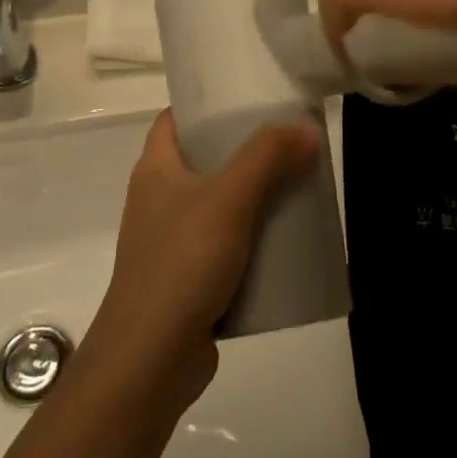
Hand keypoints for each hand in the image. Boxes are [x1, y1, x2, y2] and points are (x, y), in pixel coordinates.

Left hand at [86, 111, 319, 413]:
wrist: (150, 360)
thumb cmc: (181, 262)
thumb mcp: (229, 198)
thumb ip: (268, 157)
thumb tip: (306, 129)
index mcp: (155, 169)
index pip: (175, 118)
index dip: (207, 104)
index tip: (250, 97)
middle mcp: (158, 200)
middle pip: (204, 160)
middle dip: (244, 151)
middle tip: (289, 141)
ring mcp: (170, 243)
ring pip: (218, 206)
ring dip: (253, 199)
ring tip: (296, 187)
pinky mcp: (186, 280)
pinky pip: (225, 248)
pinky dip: (251, 242)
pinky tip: (286, 243)